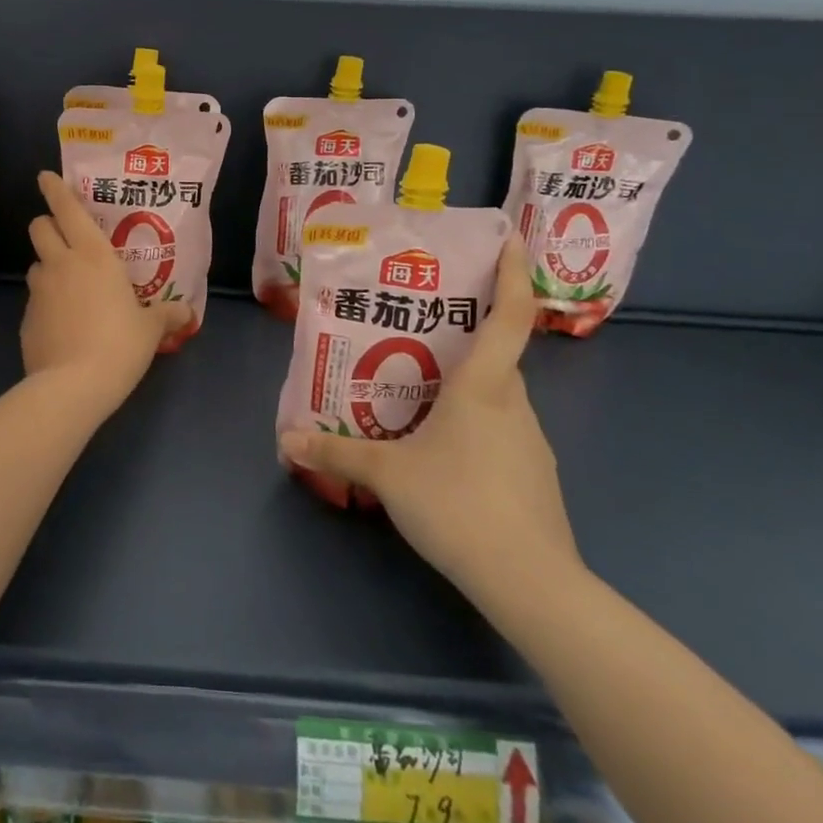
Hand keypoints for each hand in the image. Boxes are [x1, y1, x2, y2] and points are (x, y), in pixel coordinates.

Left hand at [22, 171, 189, 412]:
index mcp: (93, 254)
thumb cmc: (120, 344)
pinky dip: (46, 302)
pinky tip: (63, 323)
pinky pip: (35, 299)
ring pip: (36, 264)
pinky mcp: (25, 318)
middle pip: (39, 227)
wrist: (73, 386)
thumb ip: (167, 315)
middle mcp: (61, 264)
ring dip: (49, 266)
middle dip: (47, 224)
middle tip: (65, 237)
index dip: (54, 189)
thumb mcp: (150, 329)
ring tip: (69, 287)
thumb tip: (186, 313)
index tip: (45, 177)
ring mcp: (39, 291)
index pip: (66, 208)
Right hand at [277, 240, 580, 610]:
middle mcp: (515, 404)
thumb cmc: (459, 504)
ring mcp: (532, 443)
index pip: (510, 316)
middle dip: (466, 336)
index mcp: (484, 387)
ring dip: (466, 387)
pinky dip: (475, 426)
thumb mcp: (387, 474)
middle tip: (421, 329)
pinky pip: (502, 432)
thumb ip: (336, 451)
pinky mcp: (536, 477)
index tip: (513, 239)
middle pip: (497, 356)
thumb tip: (287, 439)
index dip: (515, 274)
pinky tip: (444, 451)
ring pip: (498, 397)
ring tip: (420, 392)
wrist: (531, 583)